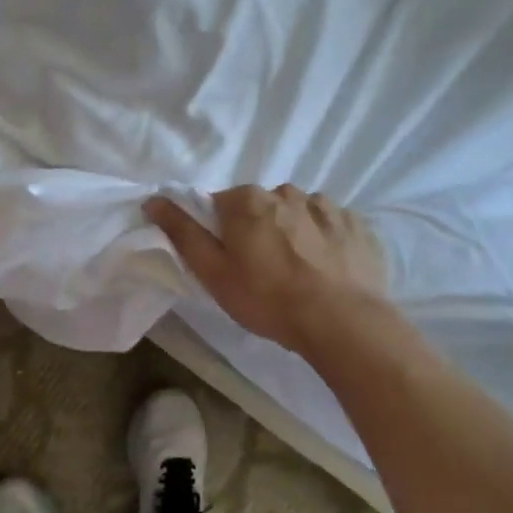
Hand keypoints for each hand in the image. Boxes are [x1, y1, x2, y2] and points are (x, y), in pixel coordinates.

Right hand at [147, 185, 388, 355]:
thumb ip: (182, 232)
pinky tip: (327, 272)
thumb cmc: (267, 298)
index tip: (230, 262)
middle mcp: (287, 191)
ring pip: (298, 215)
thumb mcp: (213, 272)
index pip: (221, 205)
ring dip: (294, 234)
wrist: (343, 321)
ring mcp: (327, 206)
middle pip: (261, 208)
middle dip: (258, 231)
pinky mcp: (358, 225)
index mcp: (248, 199)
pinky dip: (326, 243)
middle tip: (263, 273)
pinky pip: (331, 227)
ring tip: (300, 274)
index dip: (221, 233)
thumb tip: (154, 200)